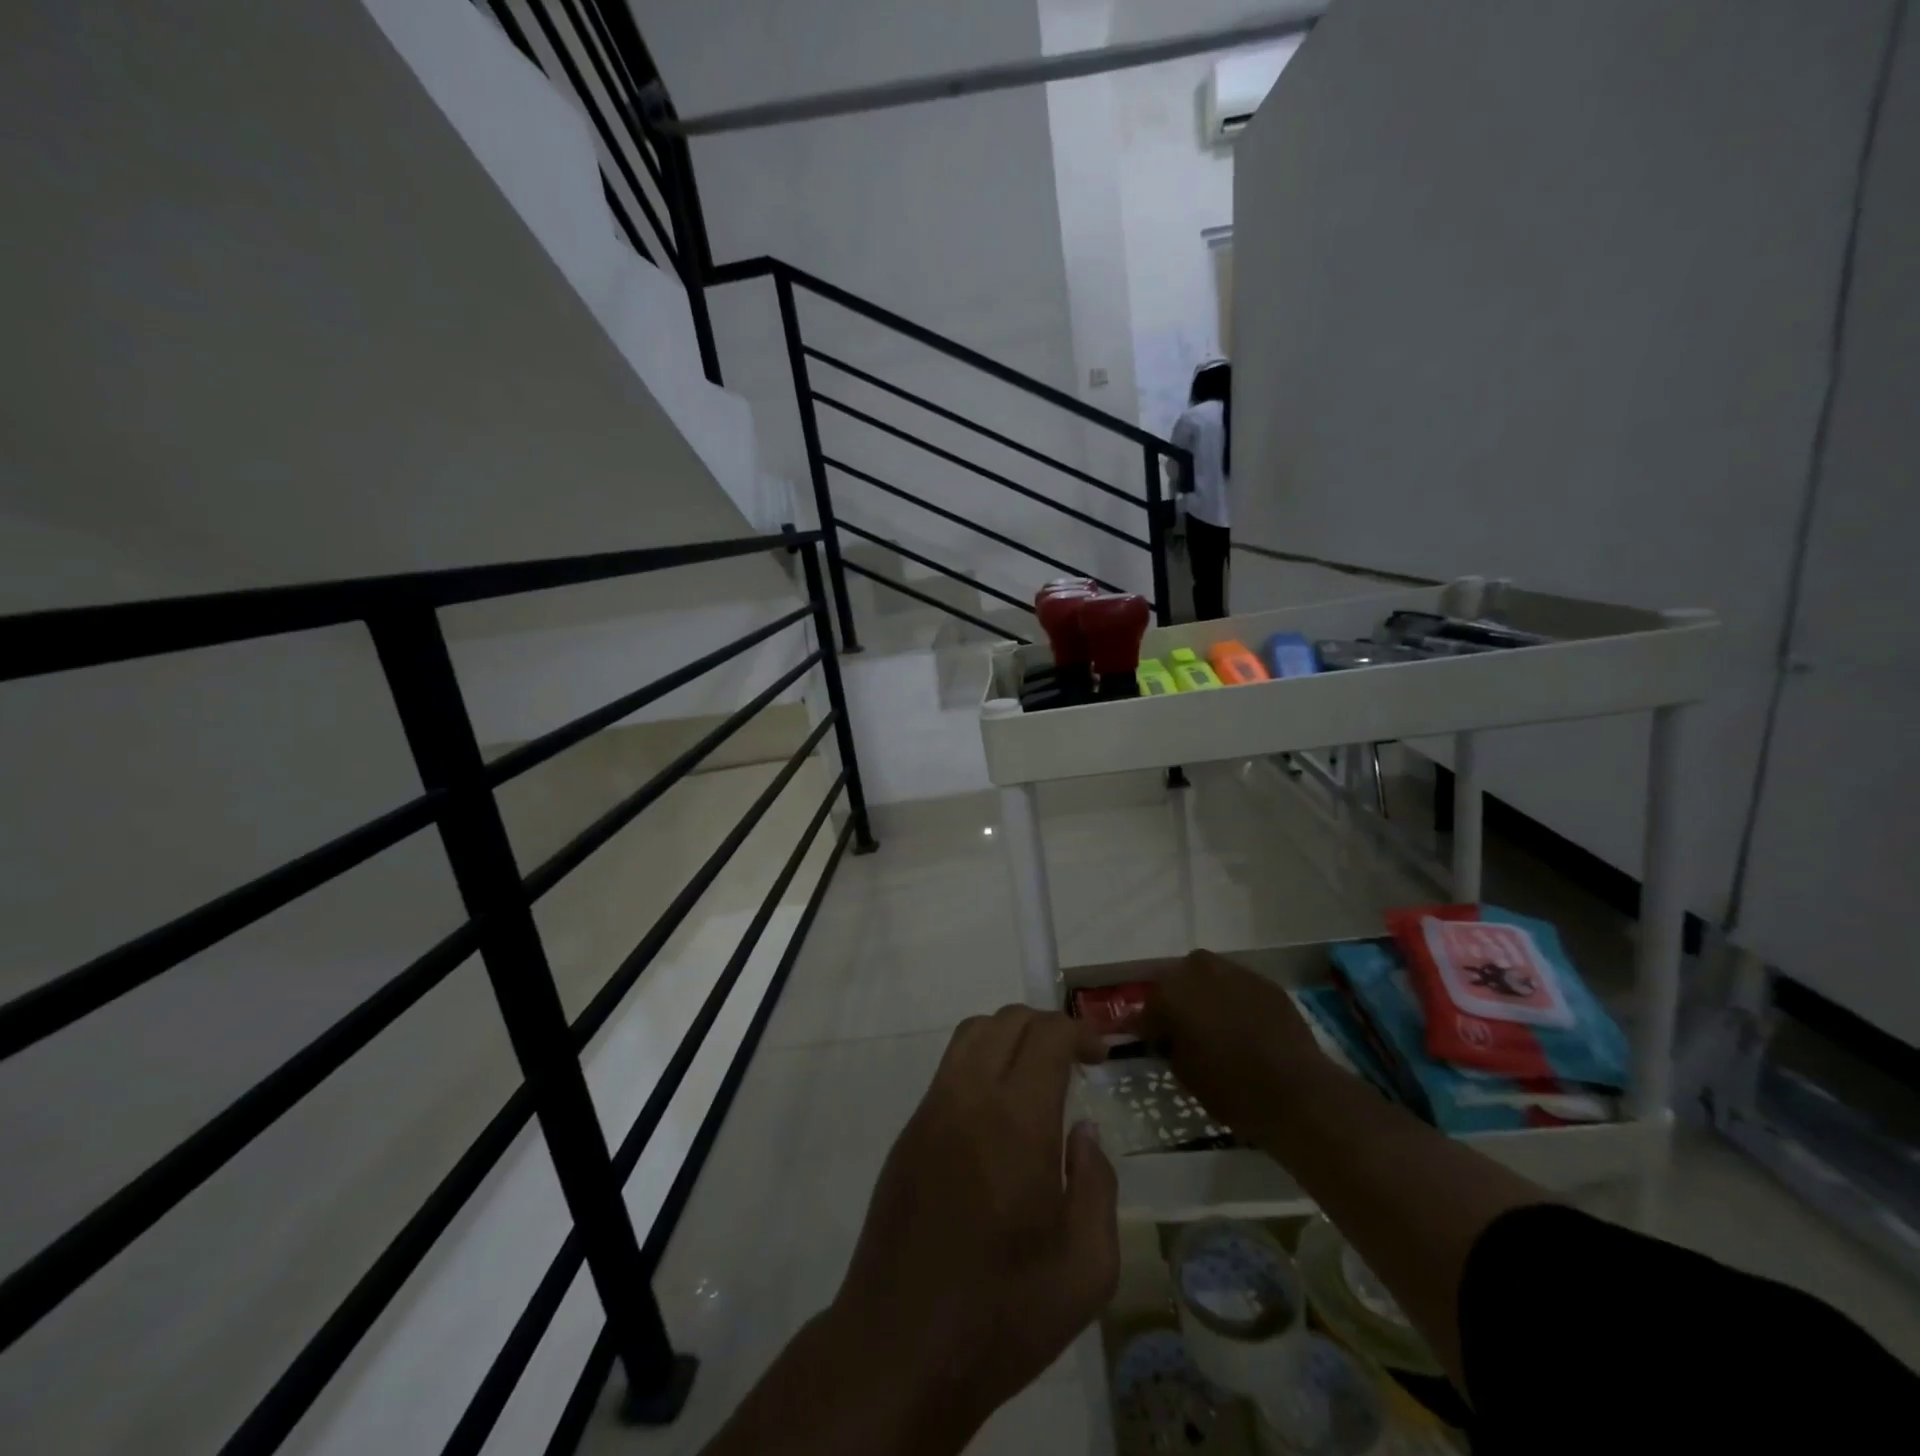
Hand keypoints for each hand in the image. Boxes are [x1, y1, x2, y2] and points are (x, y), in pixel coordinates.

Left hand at [827, 1006, 1118, 1444]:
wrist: (900, 1348)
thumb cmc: (1003, 1314)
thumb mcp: (1086, 1269)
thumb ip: (1098, 1186)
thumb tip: (1083, 1134)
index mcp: (1018, 1121)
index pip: (1047, 1035)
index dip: (1079, 1031)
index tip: (1100, 1055)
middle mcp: (970, 1097)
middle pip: (1007, 1020)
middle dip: (1047, 1026)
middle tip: (1074, 1062)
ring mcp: (932, 1110)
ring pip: (971, 1034)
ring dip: (1009, 1036)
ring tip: (1036, 1075)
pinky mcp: (909, 1131)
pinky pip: (948, 1069)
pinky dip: (980, 1062)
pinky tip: (998, 1112)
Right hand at [1134, 949, 1334, 1140]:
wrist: (1297, 1093)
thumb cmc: (1230, 1088)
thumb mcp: (1183, 1073)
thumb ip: (1169, 1044)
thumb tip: (1168, 1035)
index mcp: (1170, 992)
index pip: (1148, 1007)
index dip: (1149, 1026)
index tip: (1153, 1043)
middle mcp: (1198, 971)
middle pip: (1178, 980)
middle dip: (1178, 1001)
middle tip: (1185, 1030)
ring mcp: (1235, 972)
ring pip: (1210, 976)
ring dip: (1207, 995)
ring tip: (1218, 1024)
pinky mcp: (1266, 982)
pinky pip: (1240, 986)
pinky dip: (1237, 1000)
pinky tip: (1246, 1026)